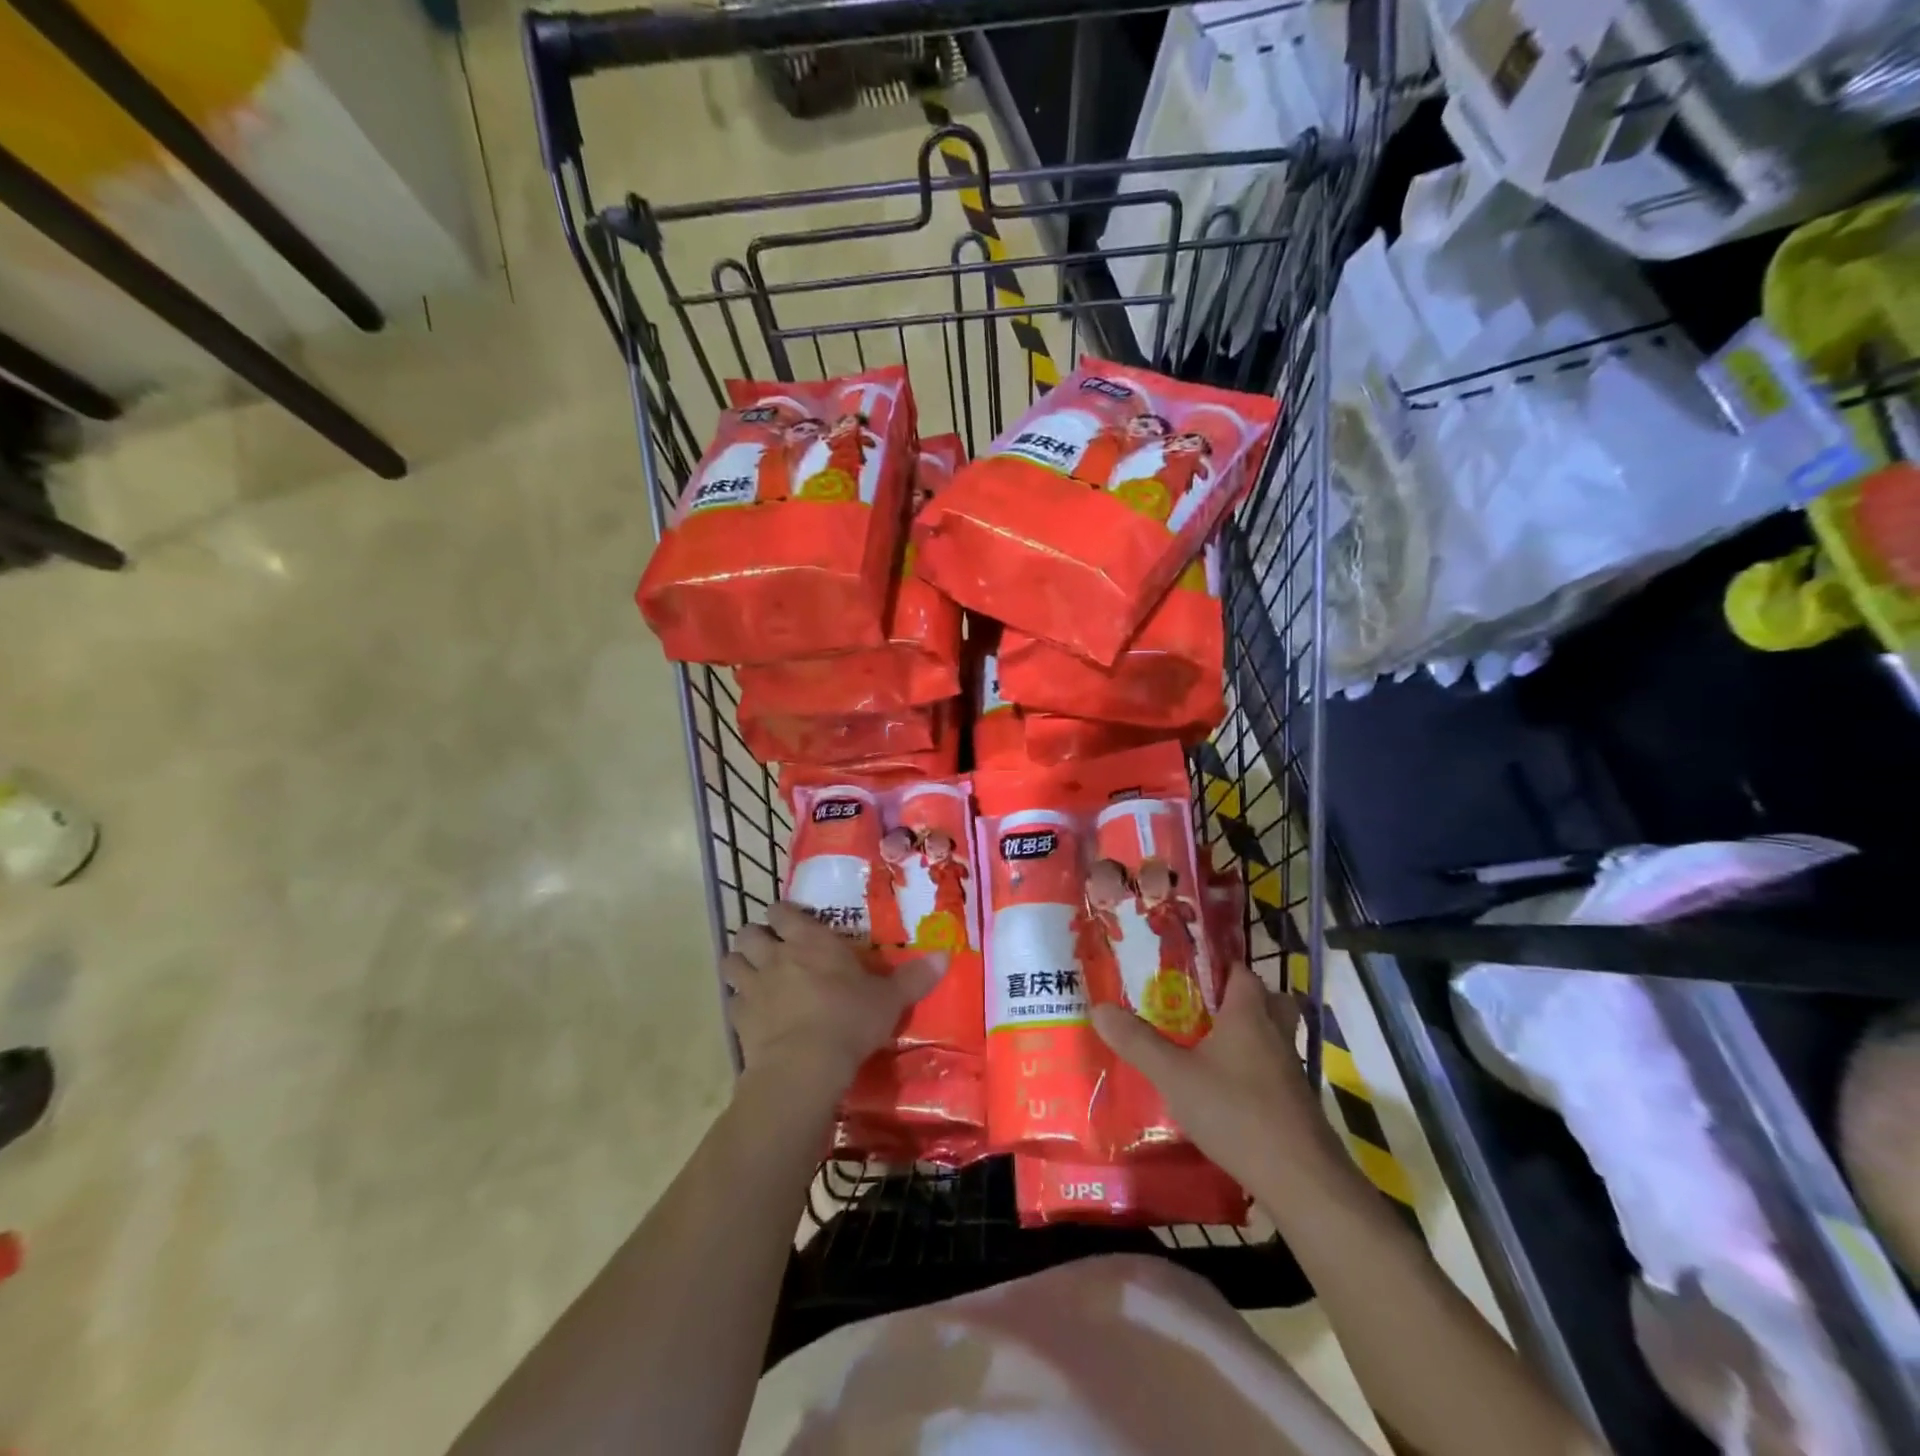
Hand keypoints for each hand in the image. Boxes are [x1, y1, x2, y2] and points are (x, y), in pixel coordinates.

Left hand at [722, 902, 946, 1097]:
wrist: (806, 1065)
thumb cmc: (850, 1019)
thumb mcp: (890, 999)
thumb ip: (915, 977)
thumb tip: (947, 955)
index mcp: (810, 940)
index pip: (782, 910)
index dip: (784, 915)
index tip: (793, 923)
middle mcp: (776, 955)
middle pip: (749, 931)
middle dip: (757, 937)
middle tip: (772, 949)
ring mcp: (752, 986)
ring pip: (731, 961)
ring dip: (740, 965)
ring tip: (755, 976)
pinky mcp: (738, 1019)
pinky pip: (730, 1001)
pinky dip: (738, 1003)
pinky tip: (752, 1014)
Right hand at [1091, 965, 1342, 1197]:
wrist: (1300, 1179)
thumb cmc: (1235, 1111)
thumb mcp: (1174, 1075)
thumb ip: (1137, 1042)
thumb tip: (1099, 1007)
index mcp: (1248, 1015)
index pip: (1241, 972)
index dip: (1220, 967)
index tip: (1191, 971)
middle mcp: (1276, 1034)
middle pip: (1270, 1000)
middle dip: (1244, 999)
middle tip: (1208, 1008)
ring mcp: (1291, 1071)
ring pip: (1276, 1037)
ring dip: (1253, 1036)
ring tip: (1214, 1048)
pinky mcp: (1298, 1105)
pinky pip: (1277, 1073)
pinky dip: (1258, 1073)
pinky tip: (1229, 1092)